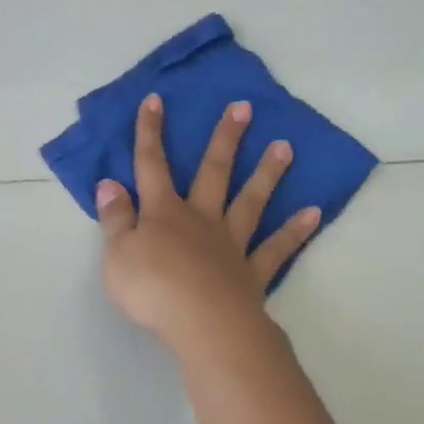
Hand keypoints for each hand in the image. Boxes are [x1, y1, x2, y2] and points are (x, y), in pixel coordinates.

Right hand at [97, 93, 319, 354]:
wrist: (201, 323)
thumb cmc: (152, 289)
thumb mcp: (117, 254)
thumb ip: (115, 218)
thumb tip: (110, 183)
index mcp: (164, 213)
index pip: (151, 165)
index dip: (150, 133)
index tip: (156, 100)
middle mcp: (201, 219)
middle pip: (213, 171)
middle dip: (225, 138)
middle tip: (244, 107)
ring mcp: (231, 243)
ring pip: (250, 201)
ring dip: (267, 173)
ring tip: (286, 146)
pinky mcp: (252, 271)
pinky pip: (276, 248)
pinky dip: (295, 231)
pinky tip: (313, 213)